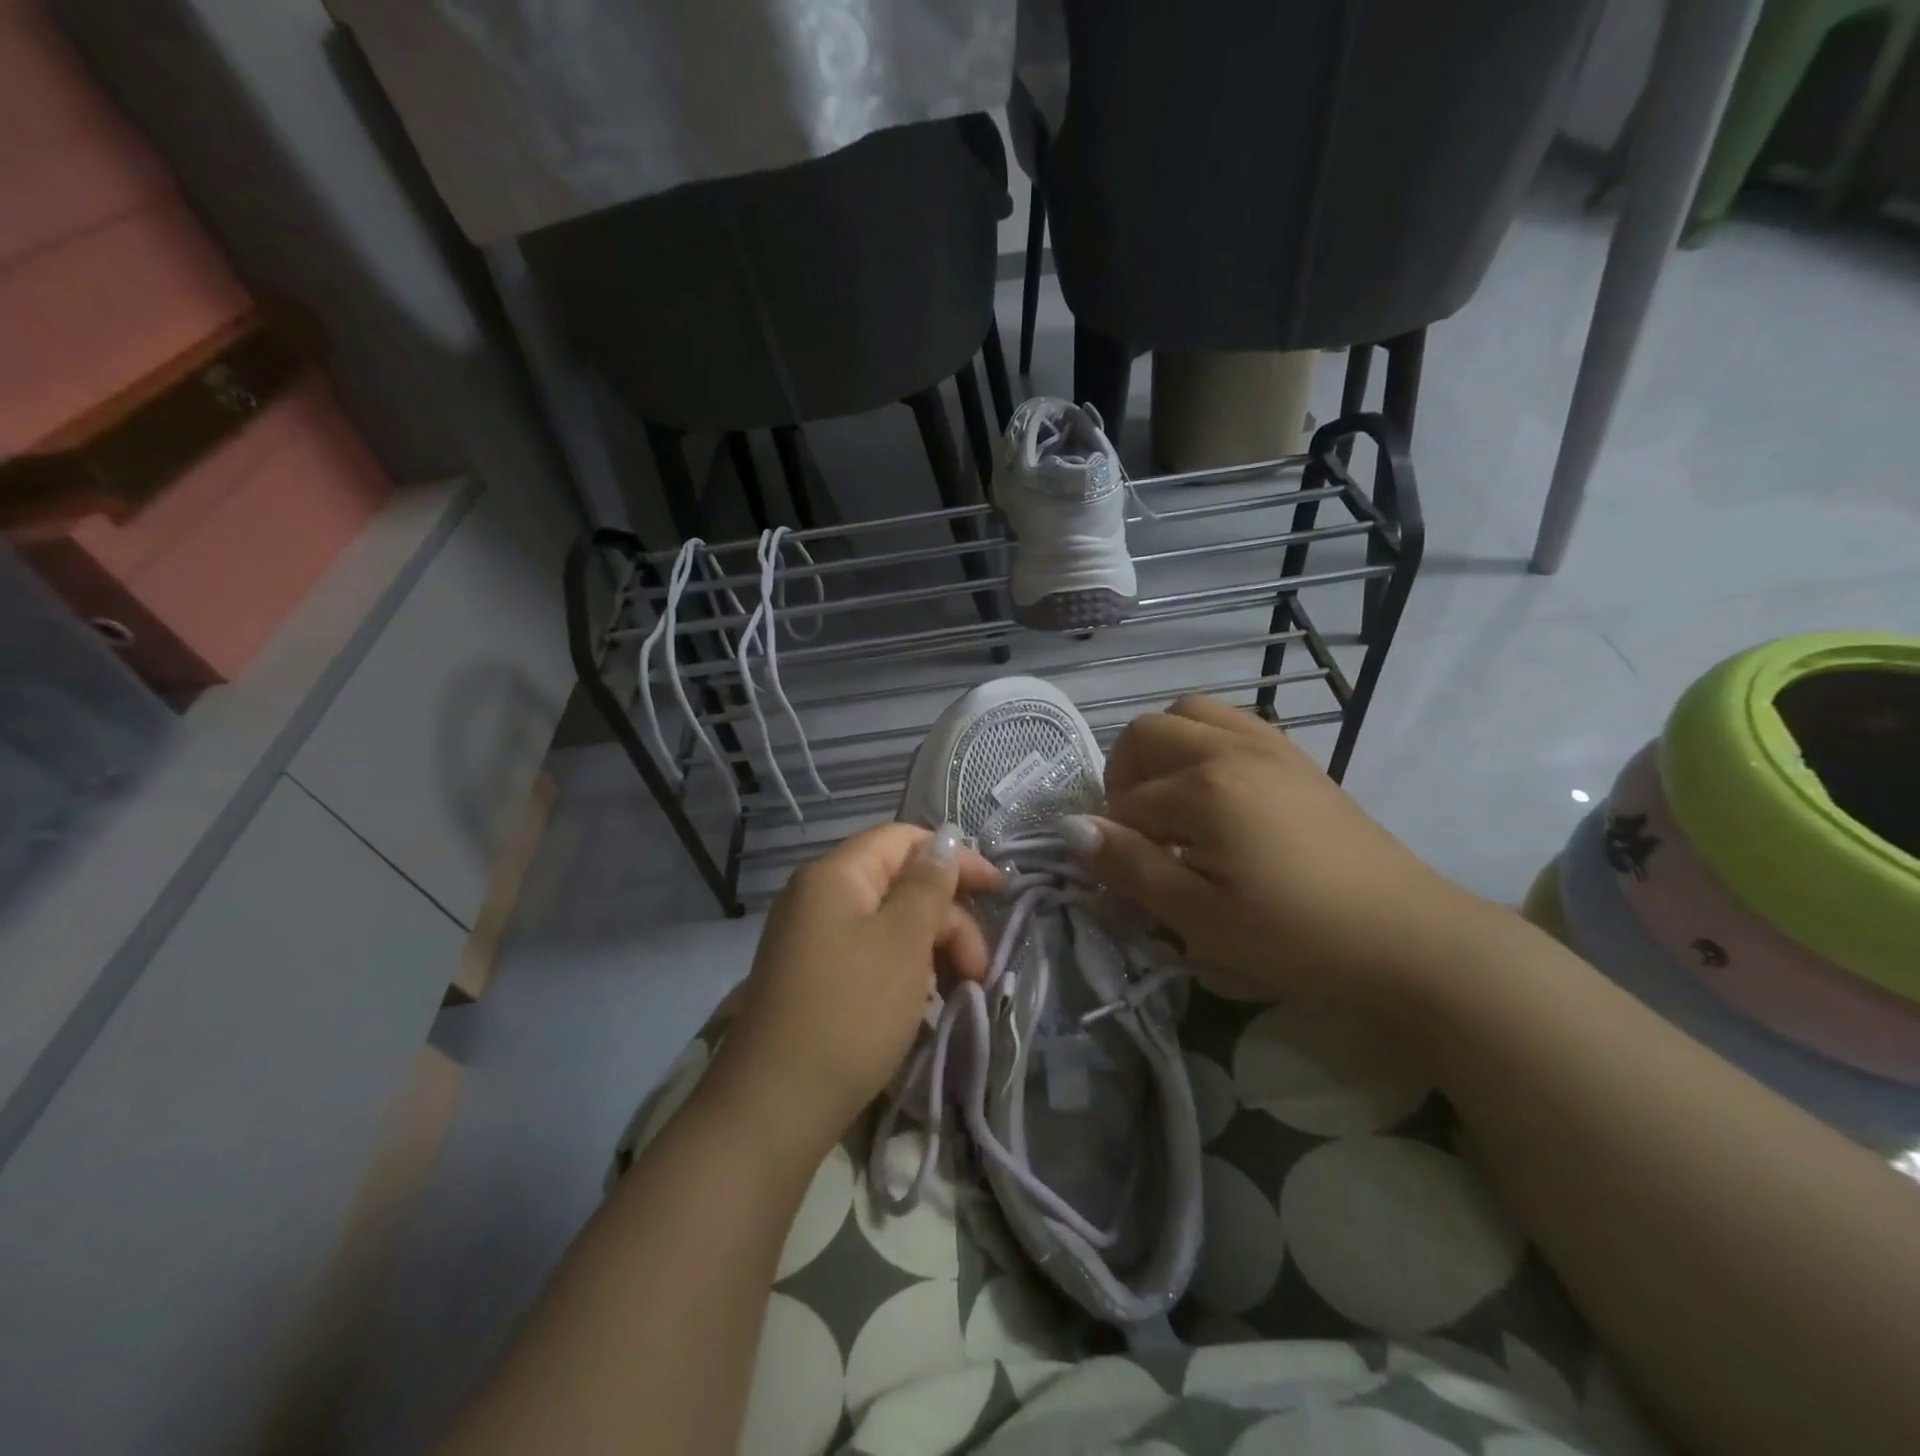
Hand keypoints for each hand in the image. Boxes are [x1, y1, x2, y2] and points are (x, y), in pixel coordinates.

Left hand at [711, 823, 1002, 1155]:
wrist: (773, 1109)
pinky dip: (904, 971)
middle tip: (979, 969)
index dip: (956, 858)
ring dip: (931, 949)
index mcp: (836, 875)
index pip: (904, 839)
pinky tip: (924, 1005)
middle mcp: (819, 896)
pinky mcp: (813, 977)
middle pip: (900, 883)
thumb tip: (946, 840)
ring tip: (958, 992)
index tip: (1000, 891)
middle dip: (948, 918)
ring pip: (889, 923)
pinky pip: (870, 954)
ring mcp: (812, 939)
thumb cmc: (850, 1012)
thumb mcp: (903, 942)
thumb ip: (929, 885)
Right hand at [1069, 696, 1487, 1009]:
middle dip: (1126, 776)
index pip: (1127, 801)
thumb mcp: (1201, 917)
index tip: (1130, 876)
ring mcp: (1269, 744)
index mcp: (1205, 786)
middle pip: (1146, 733)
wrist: (1409, 937)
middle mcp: (1231, 747)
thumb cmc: (1297, 936)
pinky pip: (1231, 721)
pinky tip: (1218, 793)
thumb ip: (1131, 866)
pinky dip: (1204, 742)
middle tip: (1143, 832)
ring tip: (1175, 802)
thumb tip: (1071, 829)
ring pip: (1189, 713)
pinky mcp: (1296, 755)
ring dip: (1163, 749)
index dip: (1116, 839)